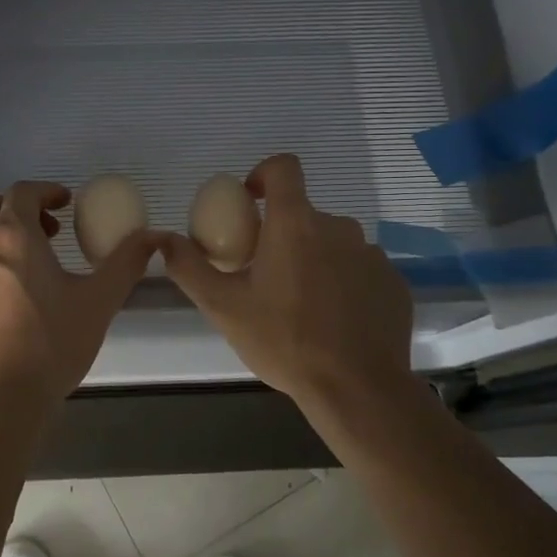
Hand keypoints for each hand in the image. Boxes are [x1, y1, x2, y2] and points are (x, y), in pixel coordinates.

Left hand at [0, 181, 156, 410]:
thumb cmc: (50, 344)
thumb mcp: (98, 302)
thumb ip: (126, 263)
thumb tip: (153, 237)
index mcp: (12, 236)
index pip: (22, 192)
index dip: (46, 190)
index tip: (67, 203)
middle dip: (17, 206)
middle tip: (48, 229)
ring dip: (0, 232)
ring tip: (35, 262)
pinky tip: (15, 293)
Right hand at [159, 155, 415, 434]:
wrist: (357, 388)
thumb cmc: (284, 341)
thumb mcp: (223, 308)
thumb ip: (189, 267)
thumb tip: (163, 239)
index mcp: (295, 224)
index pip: (284, 168)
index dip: (263, 174)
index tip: (249, 202)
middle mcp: (338, 228)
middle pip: (304, 215)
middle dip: (283, 235)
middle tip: (266, 276)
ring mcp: (371, 254)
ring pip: (333, 244)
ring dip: (315, 260)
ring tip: (301, 304)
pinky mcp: (393, 282)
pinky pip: (360, 270)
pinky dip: (344, 283)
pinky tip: (334, 320)